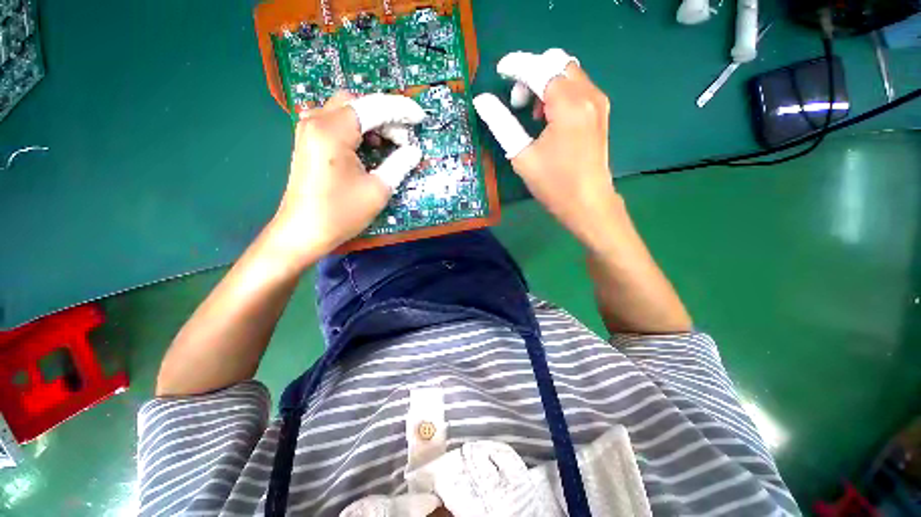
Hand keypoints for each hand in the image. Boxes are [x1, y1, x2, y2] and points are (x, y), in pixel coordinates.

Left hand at [272, 91, 425, 261]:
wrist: (303, 232)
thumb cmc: (341, 213)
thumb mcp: (377, 190)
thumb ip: (399, 164)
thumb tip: (414, 150)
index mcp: (332, 131)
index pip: (372, 107)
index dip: (400, 110)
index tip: (420, 118)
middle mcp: (316, 121)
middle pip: (357, 103)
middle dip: (385, 116)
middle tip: (404, 139)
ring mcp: (309, 130)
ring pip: (347, 111)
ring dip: (372, 122)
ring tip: (391, 144)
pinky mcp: (309, 142)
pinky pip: (337, 123)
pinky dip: (358, 130)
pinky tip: (370, 147)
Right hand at [473, 50, 617, 249]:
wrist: (588, 204)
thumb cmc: (554, 184)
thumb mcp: (522, 155)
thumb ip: (501, 123)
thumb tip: (482, 101)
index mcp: (568, 105)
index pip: (539, 68)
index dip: (517, 65)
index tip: (500, 71)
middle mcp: (588, 95)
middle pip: (557, 62)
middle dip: (532, 73)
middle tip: (517, 102)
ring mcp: (598, 102)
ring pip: (569, 71)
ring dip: (545, 81)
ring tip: (531, 113)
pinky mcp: (600, 112)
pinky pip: (578, 86)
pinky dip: (559, 90)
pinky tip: (549, 116)